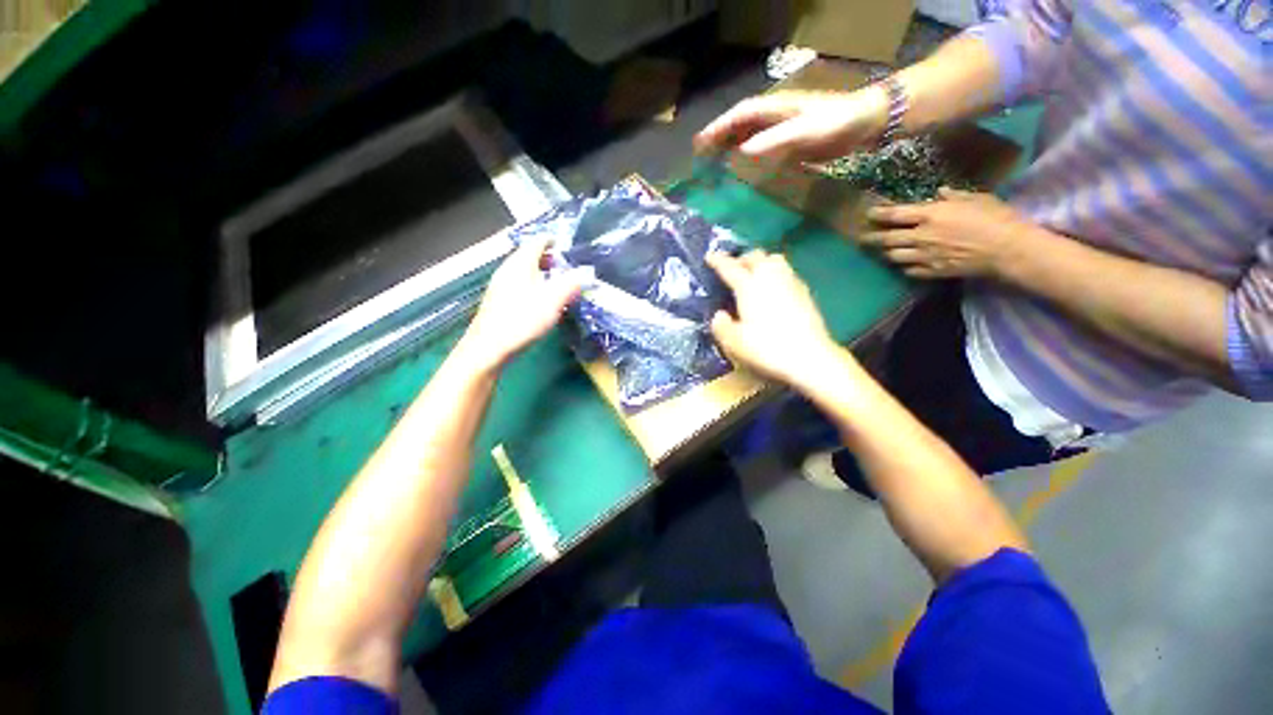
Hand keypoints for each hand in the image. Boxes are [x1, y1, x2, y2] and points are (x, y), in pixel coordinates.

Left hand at [458, 238, 582, 371]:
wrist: (489, 348)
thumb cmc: (522, 320)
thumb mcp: (553, 300)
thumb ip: (571, 284)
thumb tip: (586, 272)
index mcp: (520, 264)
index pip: (538, 242)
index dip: (554, 242)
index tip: (569, 249)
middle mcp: (508, 270)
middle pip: (530, 256)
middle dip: (550, 259)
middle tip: (566, 268)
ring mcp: (500, 286)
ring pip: (524, 272)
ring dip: (542, 274)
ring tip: (557, 286)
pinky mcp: (498, 302)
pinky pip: (519, 285)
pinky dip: (533, 286)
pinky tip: (541, 303)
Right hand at [694, 87, 887, 161]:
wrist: (865, 123)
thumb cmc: (834, 123)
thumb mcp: (803, 132)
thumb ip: (772, 141)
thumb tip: (740, 153)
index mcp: (774, 108)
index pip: (739, 115)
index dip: (718, 128)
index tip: (700, 143)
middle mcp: (774, 116)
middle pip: (740, 125)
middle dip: (720, 138)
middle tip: (701, 156)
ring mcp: (783, 128)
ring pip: (750, 136)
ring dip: (732, 147)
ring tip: (715, 164)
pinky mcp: (791, 141)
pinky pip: (764, 148)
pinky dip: (750, 157)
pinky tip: (744, 170)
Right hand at [706, 251, 844, 386]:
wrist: (810, 356)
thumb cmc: (767, 348)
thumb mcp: (734, 342)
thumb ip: (721, 326)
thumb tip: (719, 315)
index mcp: (749, 286)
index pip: (730, 267)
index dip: (717, 260)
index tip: (709, 256)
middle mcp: (770, 277)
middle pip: (756, 256)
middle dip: (742, 258)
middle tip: (734, 268)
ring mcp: (791, 282)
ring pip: (775, 260)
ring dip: (762, 262)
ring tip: (755, 275)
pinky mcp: (805, 292)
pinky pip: (787, 273)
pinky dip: (776, 274)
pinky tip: (774, 290)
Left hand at [860, 189, 1035, 279]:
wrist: (1007, 249)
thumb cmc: (995, 217)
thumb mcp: (975, 198)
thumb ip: (952, 196)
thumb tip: (938, 193)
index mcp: (930, 215)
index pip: (894, 215)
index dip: (878, 214)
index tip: (869, 214)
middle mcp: (921, 236)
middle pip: (886, 239)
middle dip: (871, 238)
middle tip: (862, 238)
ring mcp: (924, 256)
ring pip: (893, 257)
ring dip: (887, 253)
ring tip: (883, 251)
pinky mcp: (932, 271)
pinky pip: (909, 271)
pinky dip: (904, 267)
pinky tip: (905, 265)